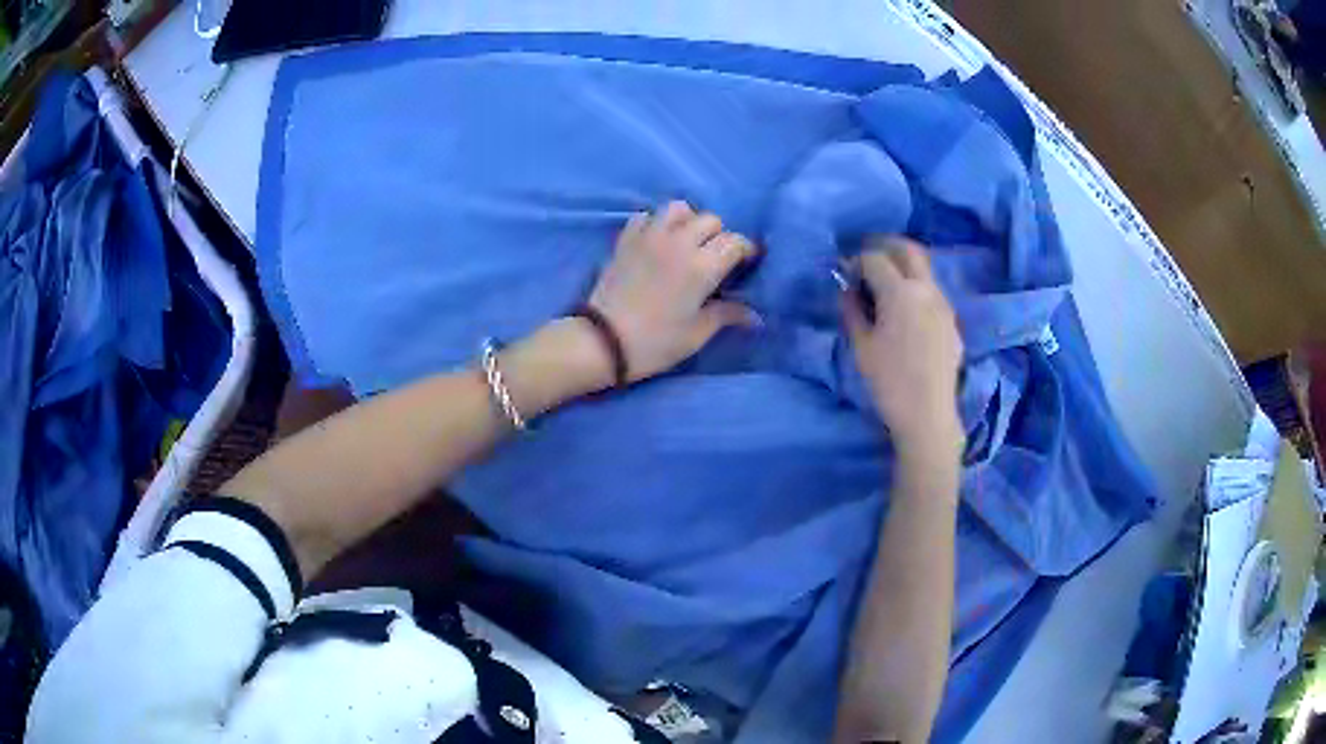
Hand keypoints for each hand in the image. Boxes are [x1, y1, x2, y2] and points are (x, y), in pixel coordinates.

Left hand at [588, 201, 759, 381]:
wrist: (602, 341)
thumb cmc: (655, 342)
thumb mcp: (696, 334)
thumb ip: (727, 315)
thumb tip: (755, 315)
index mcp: (702, 266)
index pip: (734, 242)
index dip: (746, 250)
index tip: (746, 263)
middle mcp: (679, 243)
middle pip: (710, 220)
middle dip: (719, 235)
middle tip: (715, 258)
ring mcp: (649, 237)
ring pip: (678, 209)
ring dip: (689, 221)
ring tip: (687, 242)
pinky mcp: (626, 239)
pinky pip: (646, 216)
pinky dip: (656, 223)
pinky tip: (657, 242)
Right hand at [842, 237, 962, 455]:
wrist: (928, 415)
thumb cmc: (889, 382)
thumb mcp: (861, 347)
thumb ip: (851, 311)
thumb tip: (847, 290)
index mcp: (901, 292)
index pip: (874, 258)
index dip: (855, 262)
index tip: (845, 275)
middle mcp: (926, 289)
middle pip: (908, 249)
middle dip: (885, 247)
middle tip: (867, 261)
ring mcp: (944, 303)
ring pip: (924, 269)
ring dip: (903, 267)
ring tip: (884, 286)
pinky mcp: (951, 320)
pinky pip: (932, 290)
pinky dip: (916, 287)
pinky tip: (904, 311)